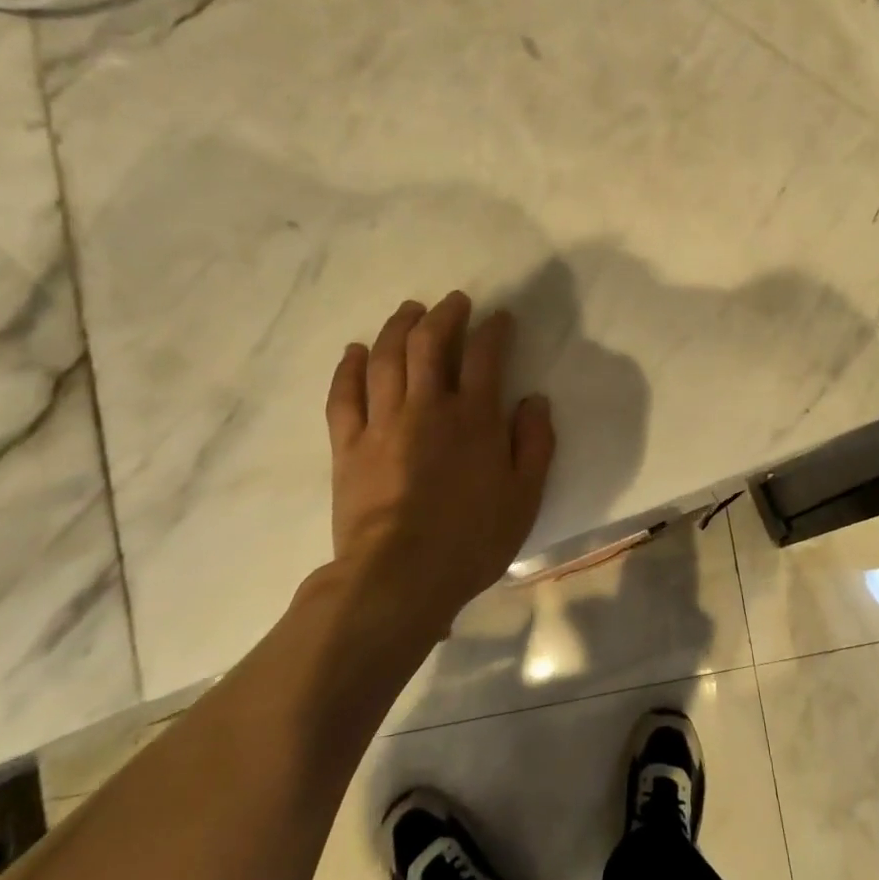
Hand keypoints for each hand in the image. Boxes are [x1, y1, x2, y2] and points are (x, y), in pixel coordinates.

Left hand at [322, 292, 555, 638]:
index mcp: (474, 418)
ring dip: (397, 327)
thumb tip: (534, 400)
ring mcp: (382, 423)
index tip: (499, 317)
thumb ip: (534, 443)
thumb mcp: (524, 496)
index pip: (486, 356)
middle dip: (444, 314)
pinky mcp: (348, 445)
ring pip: (385, 358)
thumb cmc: (471, 539)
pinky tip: (354, 350)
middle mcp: (428, 407)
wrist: (398, 577)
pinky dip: (348, 367)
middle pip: (430, 343)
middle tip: (453, 302)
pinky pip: (343, 395)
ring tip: (408, 311)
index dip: (494, 329)